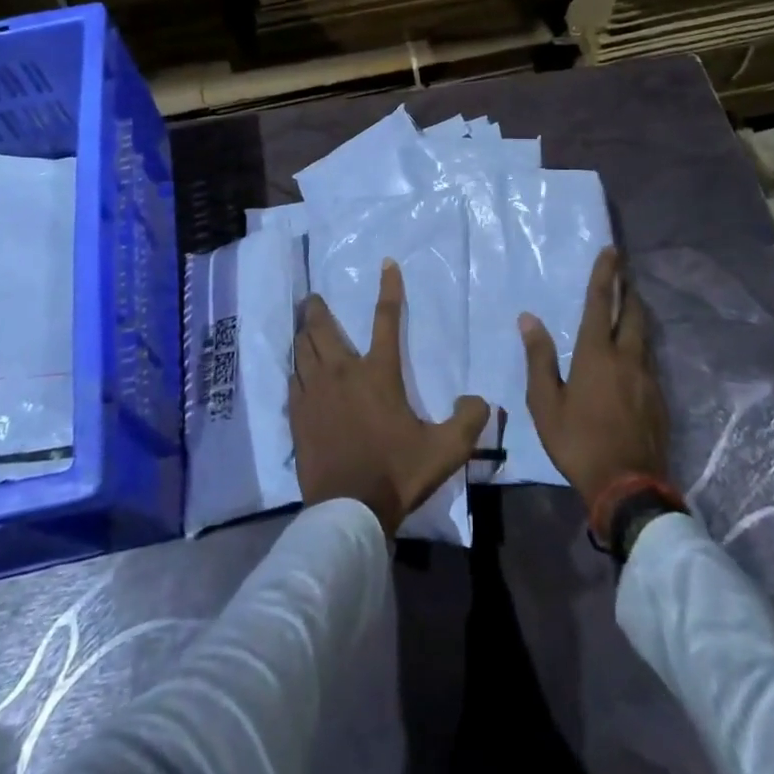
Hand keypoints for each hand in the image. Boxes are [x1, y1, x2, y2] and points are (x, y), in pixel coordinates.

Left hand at [290, 260, 490, 536]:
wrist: (348, 510)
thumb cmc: (397, 472)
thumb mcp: (444, 450)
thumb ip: (467, 421)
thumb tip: (480, 399)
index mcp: (378, 372)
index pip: (386, 318)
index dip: (389, 288)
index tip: (387, 263)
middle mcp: (342, 372)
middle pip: (322, 328)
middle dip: (317, 308)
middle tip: (313, 297)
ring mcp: (315, 393)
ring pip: (302, 350)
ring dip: (303, 334)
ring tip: (302, 326)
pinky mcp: (298, 415)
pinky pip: (293, 380)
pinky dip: (296, 369)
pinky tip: (297, 371)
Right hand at [520, 247, 669, 524]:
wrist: (628, 487)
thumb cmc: (578, 442)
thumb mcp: (545, 403)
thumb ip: (539, 358)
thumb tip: (529, 318)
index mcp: (596, 354)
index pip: (601, 303)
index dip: (605, 275)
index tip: (611, 250)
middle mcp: (626, 358)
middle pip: (633, 312)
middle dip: (628, 288)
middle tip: (624, 271)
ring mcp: (647, 378)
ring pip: (645, 335)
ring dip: (638, 313)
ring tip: (631, 302)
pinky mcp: (659, 399)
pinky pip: (649, 359)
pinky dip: (641, 343)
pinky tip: (635, 352)